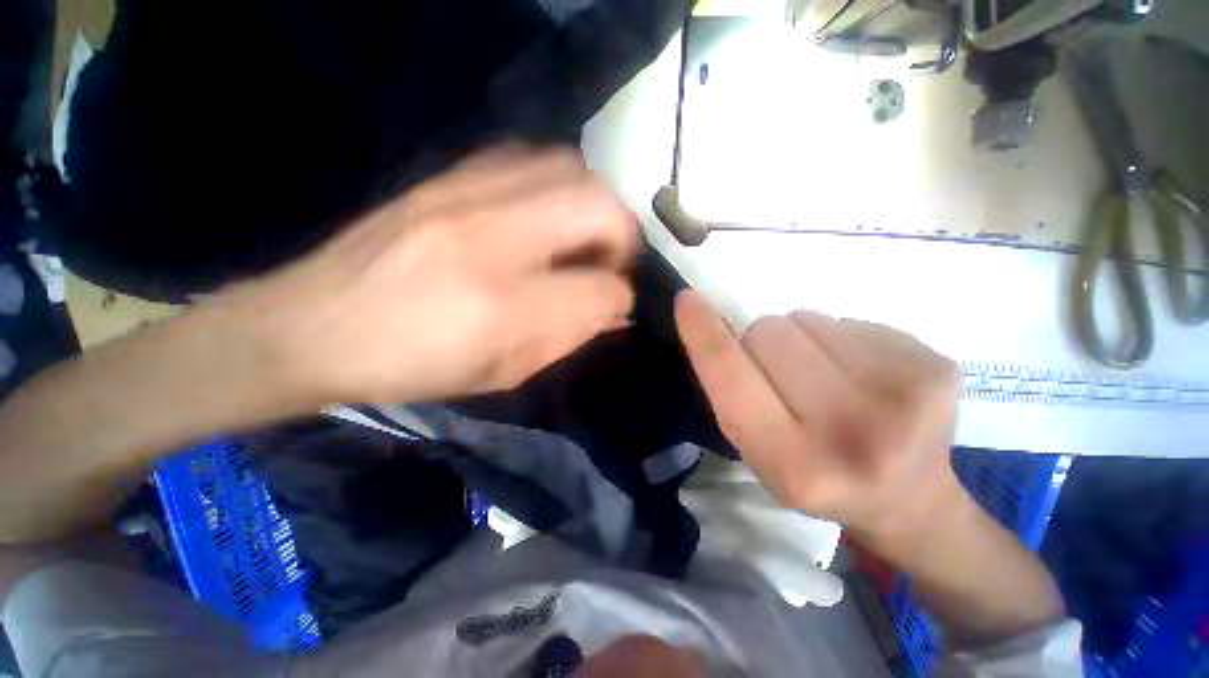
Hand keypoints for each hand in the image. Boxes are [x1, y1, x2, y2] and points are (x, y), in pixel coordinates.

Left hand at [222, 147, 638, 403]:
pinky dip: (555, 183)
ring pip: (570, 169)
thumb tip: (613, 313)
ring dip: (594, 203)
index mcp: (505, 308)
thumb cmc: (413, 367)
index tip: (617, 303)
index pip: (601, 290)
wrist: (310, 328)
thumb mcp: (502, 372)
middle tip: (612, 260)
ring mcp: (467, 196)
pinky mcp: (447, 177)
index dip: (621, 298)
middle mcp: (494, 240)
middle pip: (599, 208)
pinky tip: (545, 212)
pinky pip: (528, 158)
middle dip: (624, 235)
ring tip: (584, 233)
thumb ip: (567, 338)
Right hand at [674, 290, 963, 540]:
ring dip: (801, 340)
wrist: (910, 500)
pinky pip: (851, 320)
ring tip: (826, 378)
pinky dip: (842, 341)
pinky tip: (864, 377)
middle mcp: (853, 432)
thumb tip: (720, 326)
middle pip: (769, 332)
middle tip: (783, 377)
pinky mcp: (939, 366)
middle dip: (761, 344)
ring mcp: (907, 396)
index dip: (704, 334)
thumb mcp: (757, 453)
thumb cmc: (816, 476)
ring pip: (807, 319)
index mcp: (795, 464)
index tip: (686, 300)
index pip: (732, 376)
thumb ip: (734, 393)